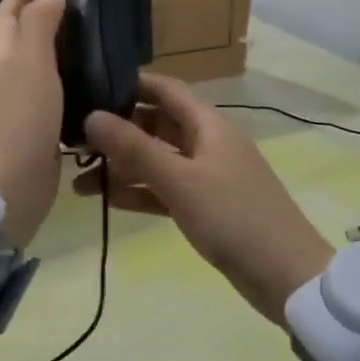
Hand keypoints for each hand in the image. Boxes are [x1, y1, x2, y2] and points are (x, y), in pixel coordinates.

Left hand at [0, 0, 66, 249]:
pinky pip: (42, 102)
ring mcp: (11, 113)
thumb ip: (39, 25)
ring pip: (27, 73)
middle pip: (11, 44)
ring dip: (44, 56)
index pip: (4, 20)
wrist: (4, 191)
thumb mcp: (31, 63)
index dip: (15, 0)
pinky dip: (56, 88)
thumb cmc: (18, 120)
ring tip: (74, 46)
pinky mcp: (29, 138)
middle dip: (28, 24)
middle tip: (57, 10)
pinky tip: (77, 91)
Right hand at [74, 74, 332, 323]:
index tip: (89, 87)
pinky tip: (102, 198)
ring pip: (156, 159)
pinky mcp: (205, 206)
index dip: (130, 84)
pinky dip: (137, 191)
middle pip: (156, 124)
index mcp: (208, 125)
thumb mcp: (180, 181)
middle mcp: (206, 143)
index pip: (165, 90)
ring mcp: (206, 176)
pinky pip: (164, 189)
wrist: (286, 276)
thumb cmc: (234, 217)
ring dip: (121, 165)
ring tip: (75, 174)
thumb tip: (91, 116)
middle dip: (117, 129)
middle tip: (72, 137)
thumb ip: (134, 149)